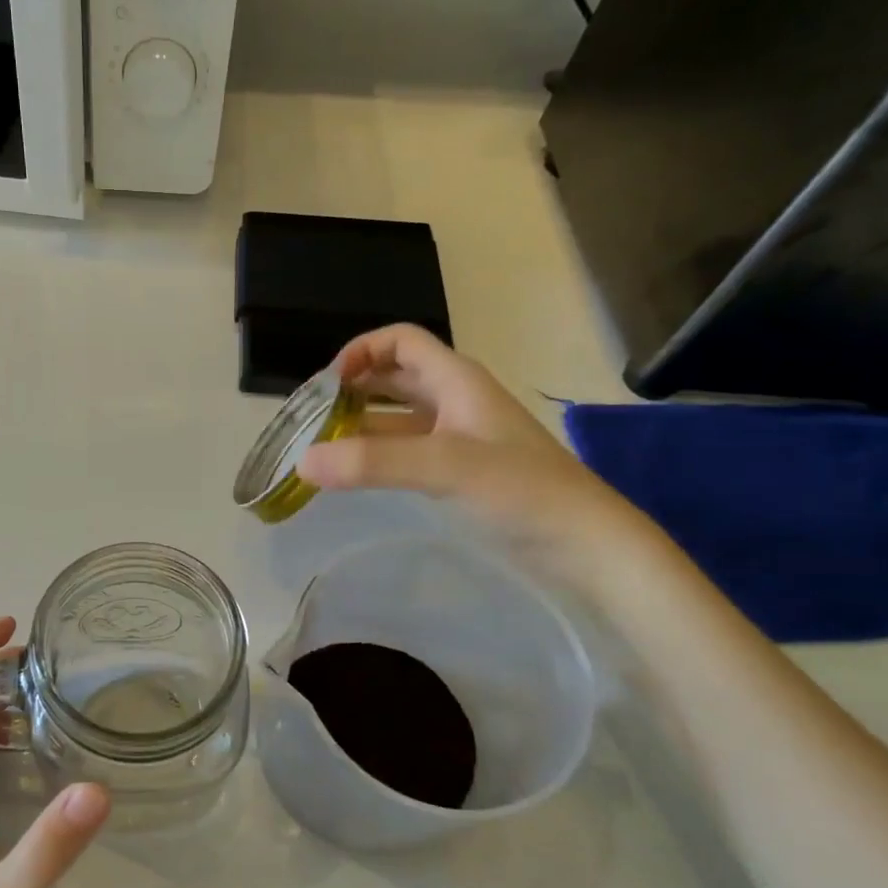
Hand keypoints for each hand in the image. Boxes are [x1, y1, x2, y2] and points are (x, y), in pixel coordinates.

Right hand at [299, 324, 651, 589]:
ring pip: (397, 420)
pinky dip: (377, 458)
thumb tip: (302, 462)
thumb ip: (372, 462)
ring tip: (321, 451)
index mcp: (457, 381)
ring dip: (360, 428)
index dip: (362, 350)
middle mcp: (455, 402)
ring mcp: (458, 440)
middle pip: (394, 379)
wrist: (585, 545)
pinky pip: (406, 453)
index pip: (402, 342)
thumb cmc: (521, 490)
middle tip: (311, 419)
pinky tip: (354, 477)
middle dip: (352, 391)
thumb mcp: (444, 467)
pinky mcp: (459, 474)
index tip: (325, 385)